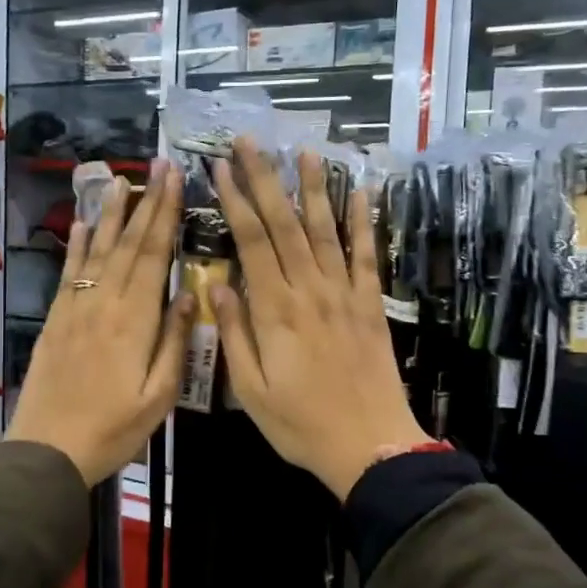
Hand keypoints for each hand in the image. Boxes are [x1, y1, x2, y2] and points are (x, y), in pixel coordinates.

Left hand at [7, 160, 191, 484]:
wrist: (48, 449)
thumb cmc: (113, 429)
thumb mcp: (158, 396)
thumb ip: (174, 342)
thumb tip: (191, 293)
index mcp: (135, 320)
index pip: (155, 254)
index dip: (166, 213)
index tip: (176, 178)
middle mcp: (105, 303)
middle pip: (128, 243)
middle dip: (146, 201)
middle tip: (158, 164)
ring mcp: (76, 307)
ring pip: (97, 250)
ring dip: (110, 213)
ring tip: (121, 179)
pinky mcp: (57, 319)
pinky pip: (69, 273)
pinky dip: (75, 246)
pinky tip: (80, 224)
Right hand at [210, 141, 427, 500]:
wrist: (370, 445)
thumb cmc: (300, 424)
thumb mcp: (250, 390)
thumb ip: (233, 334)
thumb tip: (215, 286)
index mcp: (275, 311)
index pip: (252, 242)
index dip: (236, 201)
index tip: (220, 168)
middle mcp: (310, 291)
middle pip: (284, 224)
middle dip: (265, 179)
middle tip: (250, 141)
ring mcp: (345, 294)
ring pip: (325, 231)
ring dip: (313, 188)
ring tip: (303, 150)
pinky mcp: (371, 305)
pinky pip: (367, 256)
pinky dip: (363, 222)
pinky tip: (359, 192)